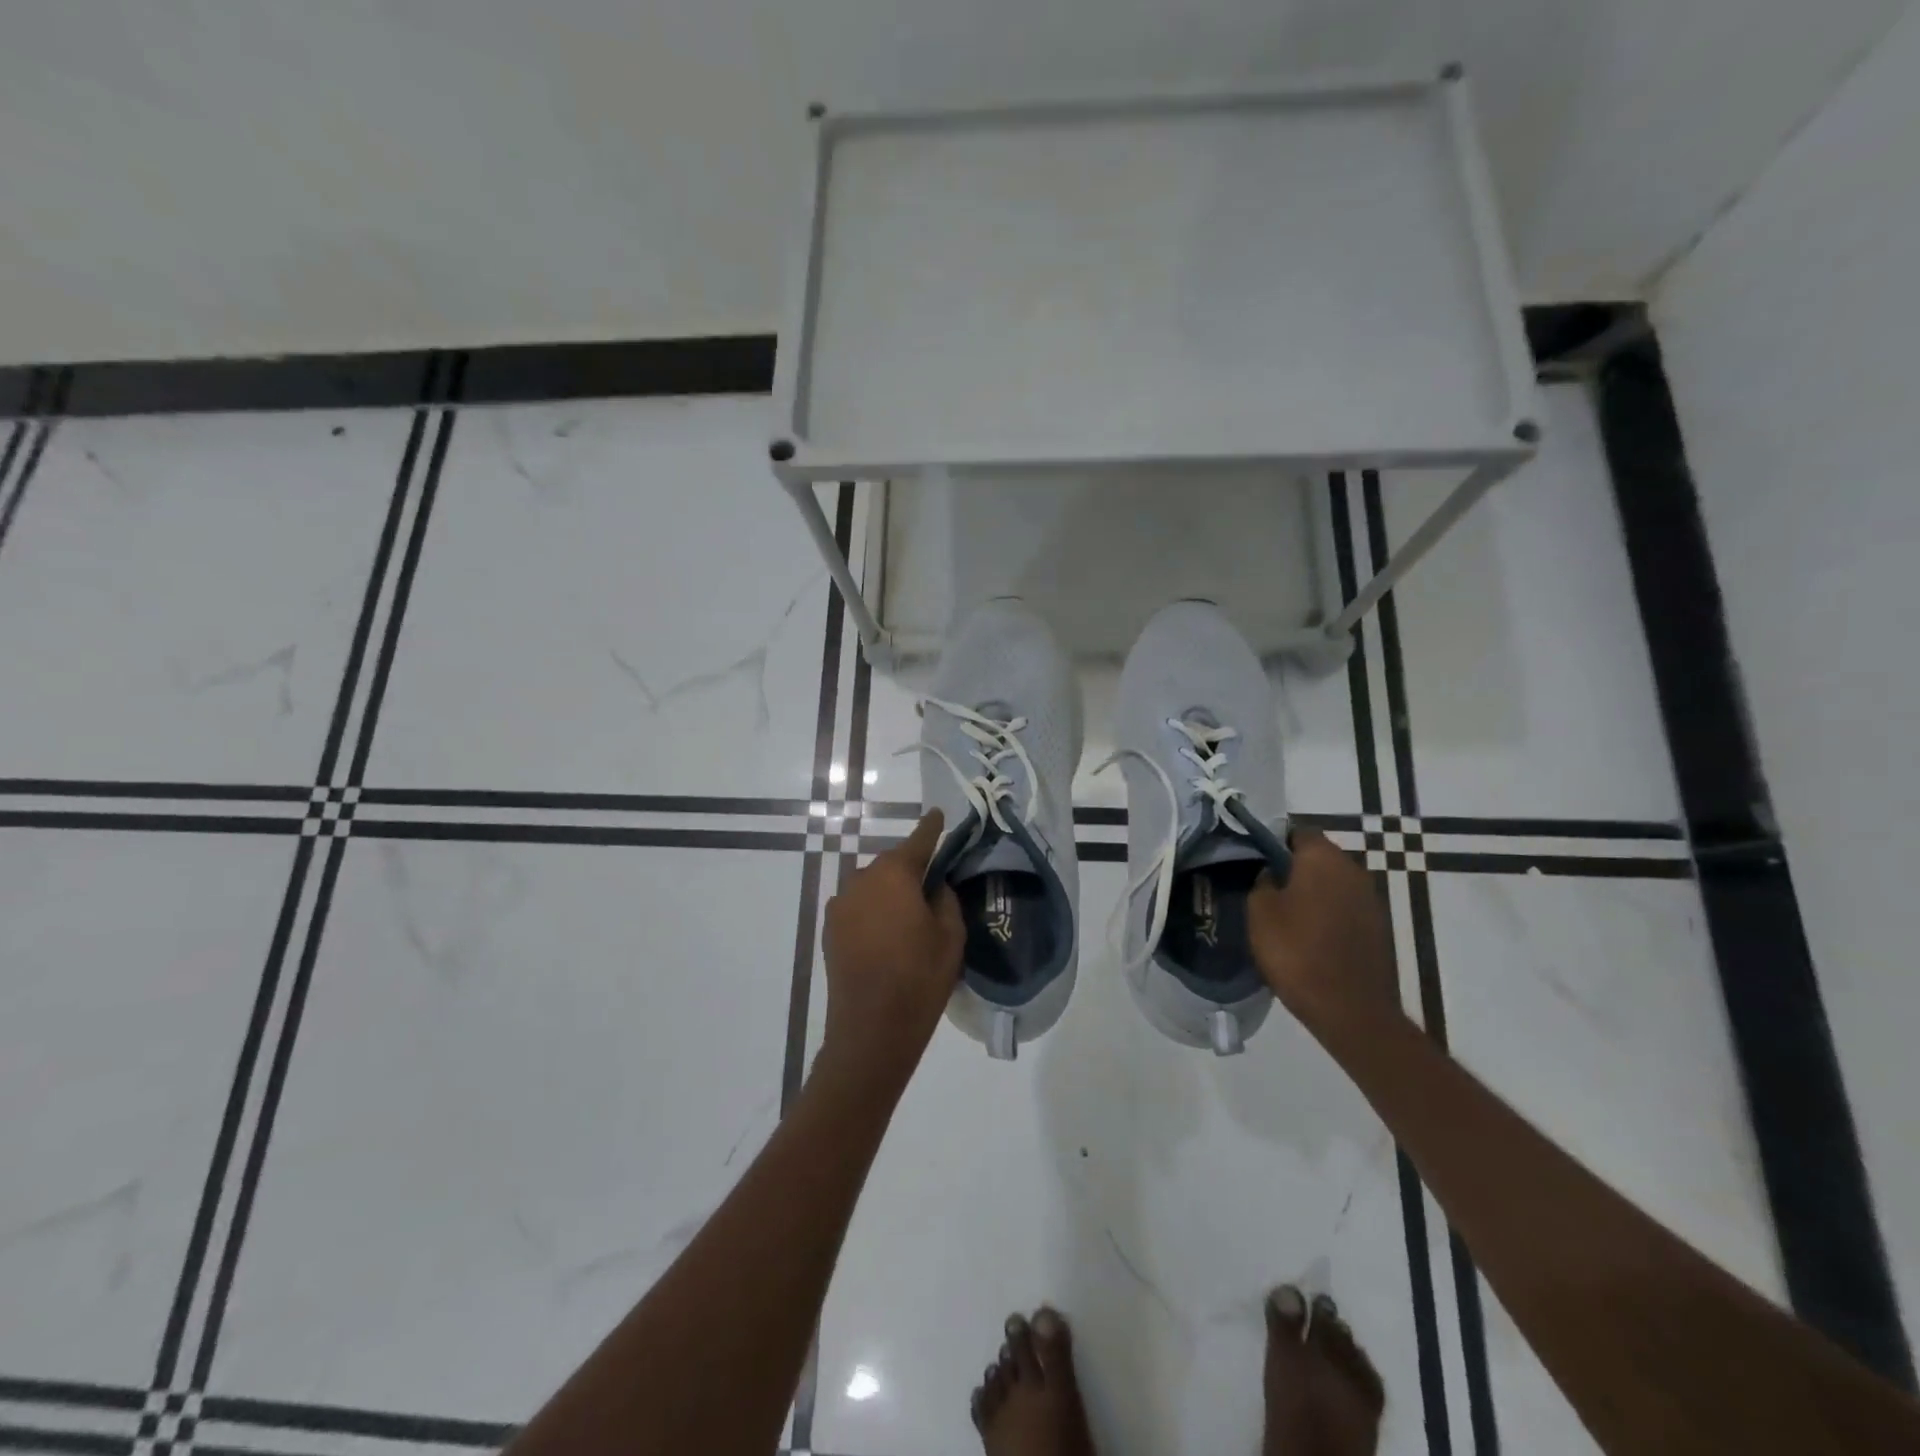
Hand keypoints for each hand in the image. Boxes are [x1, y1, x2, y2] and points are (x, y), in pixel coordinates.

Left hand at [819, 809, 965, 1092]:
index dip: (931, 828)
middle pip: (892, 865)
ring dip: (889, 894)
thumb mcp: (950, 936)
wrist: (871, 1030)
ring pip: (873, 887)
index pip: (918, 841)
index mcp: (893, 874)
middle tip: (932, 889)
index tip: (938, 814)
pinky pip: (858, 908)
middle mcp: (861, 879)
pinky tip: (887, 937)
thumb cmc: (919, 978)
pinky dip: (873, 913)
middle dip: (911, 871)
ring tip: (909, 919)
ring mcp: (840, 905)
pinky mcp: (830, 930)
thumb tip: (934, 885)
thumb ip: (944, 899)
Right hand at [1249, 828, 1399, 1033]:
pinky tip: (1309, 936)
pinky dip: (1328, 915)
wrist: (1350, 1009)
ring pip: (1333, 884)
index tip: (1255, 860)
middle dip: (1293, 868)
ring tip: (1285, 915)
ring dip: (1312, 893)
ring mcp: (1371, 899)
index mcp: (1323, 857)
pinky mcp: (1378, 927)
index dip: (1274, 842)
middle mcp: (1353, 869)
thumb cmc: (1297, 951)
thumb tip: (1272, 873)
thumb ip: (1262, 882)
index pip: (1297, 832)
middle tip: (1266, 888)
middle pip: (1318, 857)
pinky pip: (1345, 909)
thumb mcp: (1260, 912)